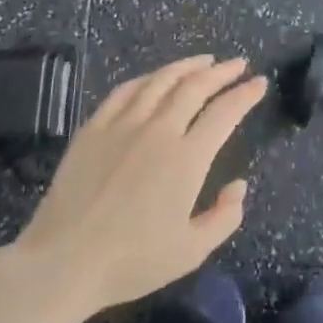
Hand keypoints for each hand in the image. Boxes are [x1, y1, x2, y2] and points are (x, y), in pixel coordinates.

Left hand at [6, 56, 264, 317]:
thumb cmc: (131, 261)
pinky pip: (125, 91)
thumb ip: (224, 217)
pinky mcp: (94, 128)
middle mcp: (158, 130)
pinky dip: (147, 78)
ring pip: (160, 81)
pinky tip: (154, 78)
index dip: (246, 94)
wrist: (62, 262)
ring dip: (187, 66)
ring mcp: (123, 124)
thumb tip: (239, 185)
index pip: (225, 113)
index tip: (260, 82)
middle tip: (238, 64)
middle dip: (222, 71)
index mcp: (186, 158)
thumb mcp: (191, 252)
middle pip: (195, 87)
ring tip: (203, 60)